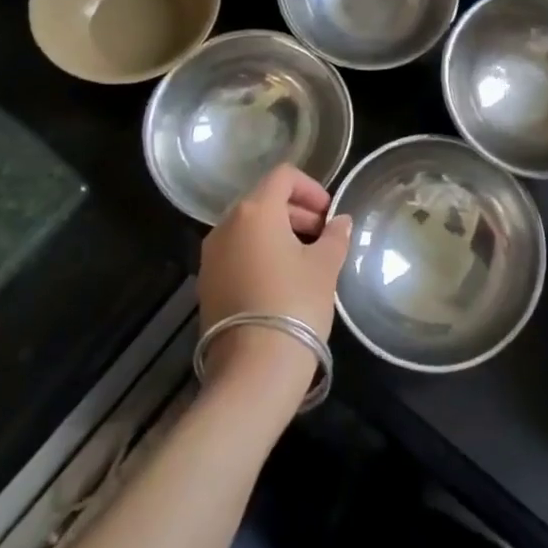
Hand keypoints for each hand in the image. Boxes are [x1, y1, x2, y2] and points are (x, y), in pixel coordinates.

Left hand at [197, 164, 351, 395]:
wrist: (252, 370)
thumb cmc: (295, 303)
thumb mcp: (325, 266)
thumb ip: (335, 236)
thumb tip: (341, 222)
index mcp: (255, 211)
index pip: (283, 176)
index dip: (311, 188)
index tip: (329, 214)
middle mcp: (225, 226)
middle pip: (264, 201)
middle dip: (297, 212)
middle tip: (323, 237)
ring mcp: (211, 256)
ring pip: (249, 228)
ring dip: (279, 234)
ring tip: (306, 261)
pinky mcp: (205, 284)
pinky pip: (237, 253)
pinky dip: (260, 255)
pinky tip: (282, 282)